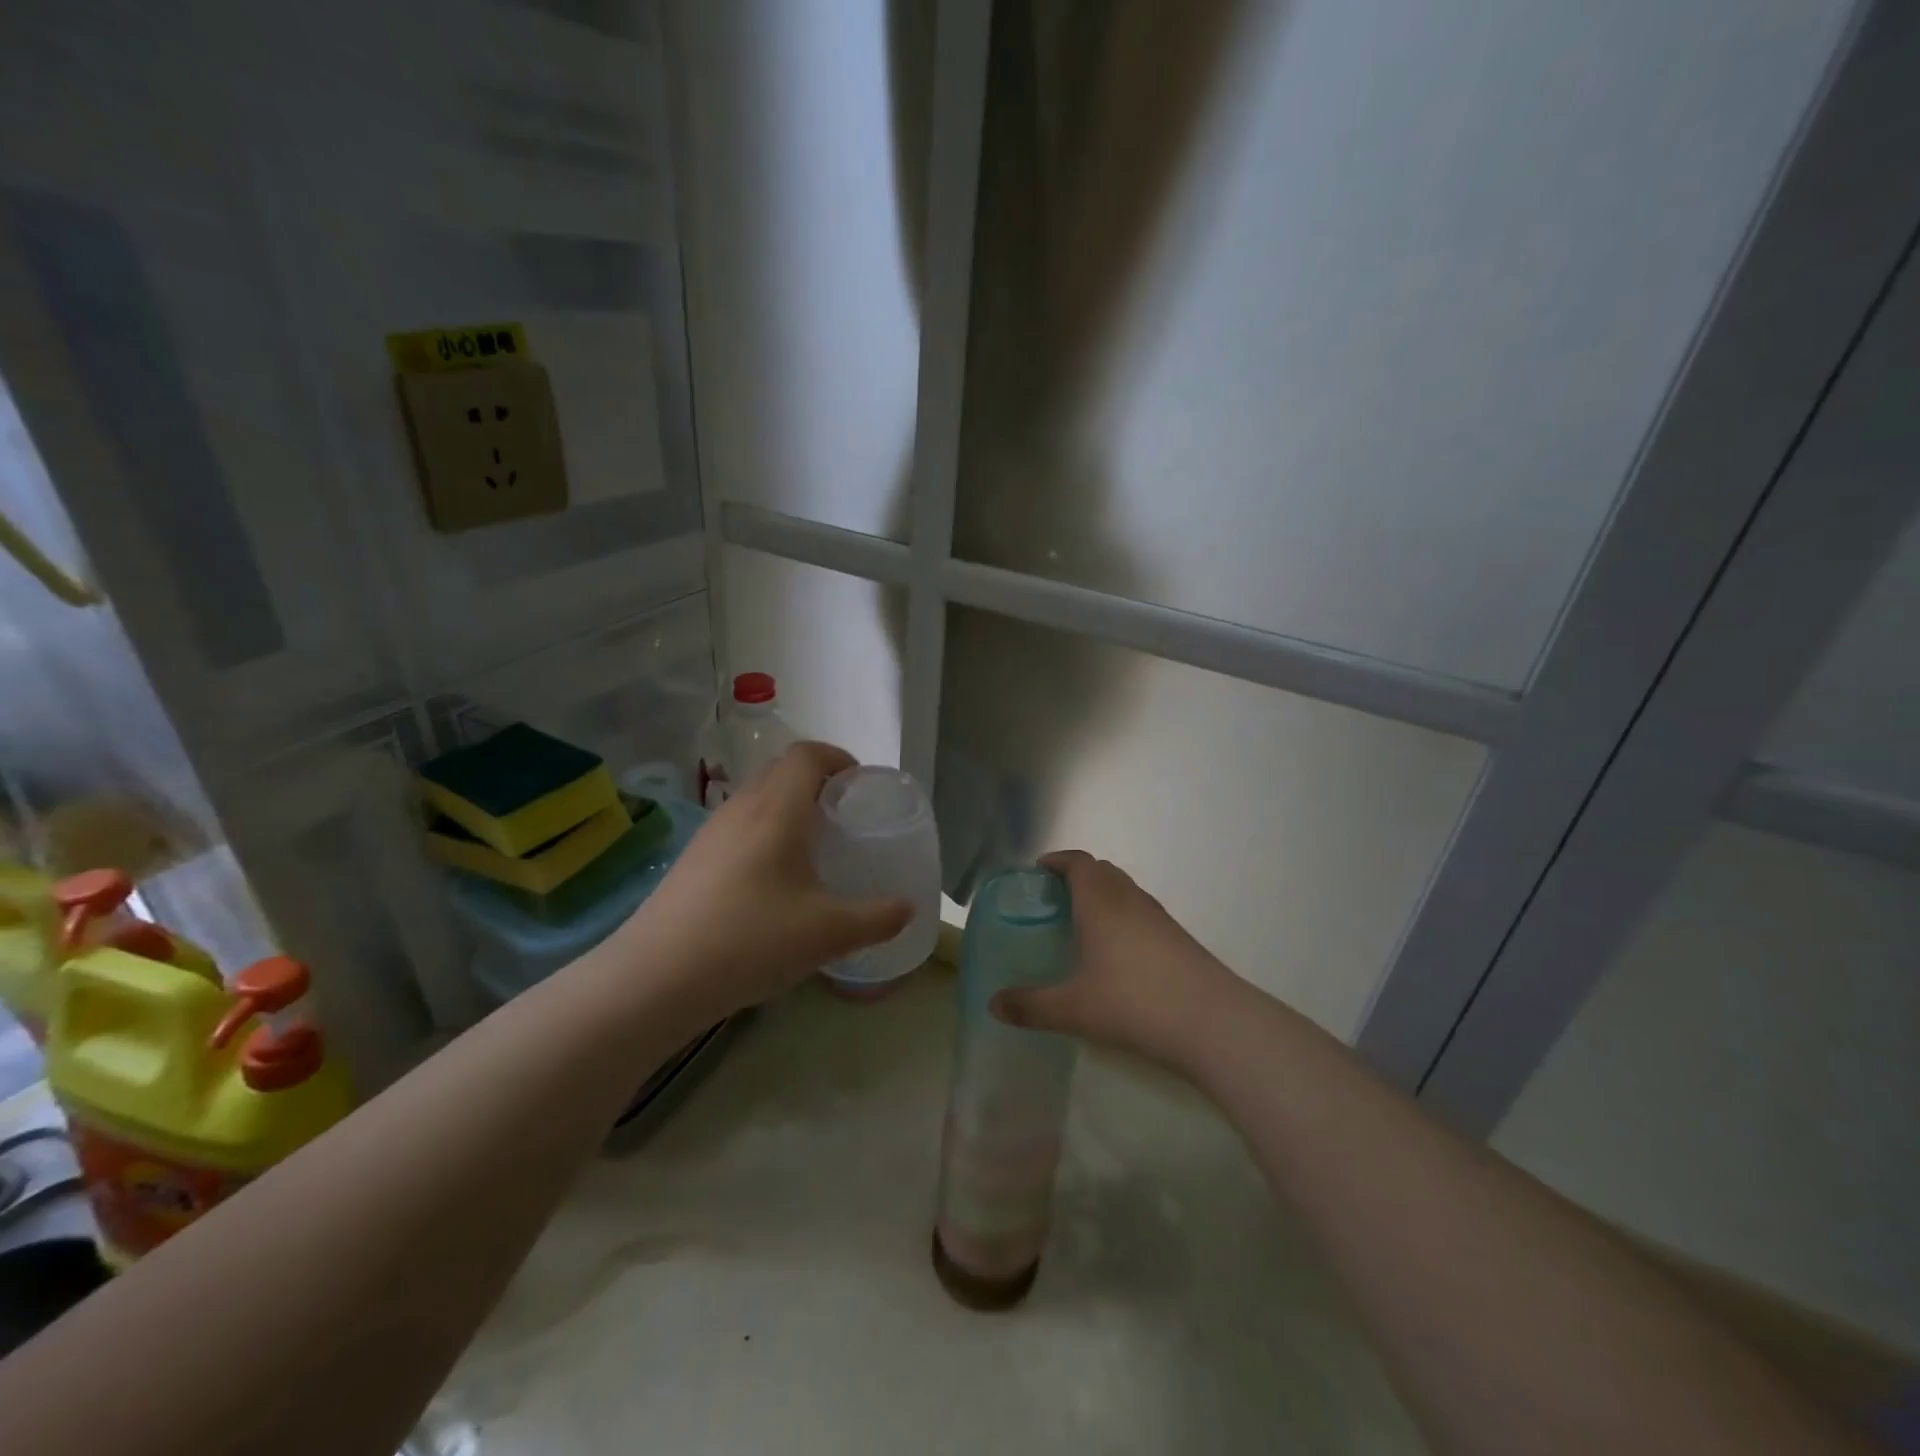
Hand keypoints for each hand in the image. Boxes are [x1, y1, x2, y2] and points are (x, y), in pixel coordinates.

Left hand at [623, 742, 912, 1015]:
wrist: (655, 977)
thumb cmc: (751, 940)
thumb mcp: (828, 933)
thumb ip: (876, 918)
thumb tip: (908, 909)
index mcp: (778, 809)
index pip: (808, 754)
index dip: (839, 758)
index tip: (861, 786)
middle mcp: (742, 808)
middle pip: (782, 770)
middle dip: (818, 782)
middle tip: (844, 817)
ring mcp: (711, 832)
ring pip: (758, 798)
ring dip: (789, 807)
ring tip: (812, 848)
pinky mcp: (693, 858)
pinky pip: (738, 826)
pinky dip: (764, 832)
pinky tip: (772, 881)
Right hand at [992, 849, 1241, 1070]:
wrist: (1212, 1021)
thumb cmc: (1134, 1002)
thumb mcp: (1073, 1009)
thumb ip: (1031, 1005)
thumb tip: (993, 1004)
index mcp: (1101, 902)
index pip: (1078, 862)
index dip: (1057, 861)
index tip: (1038, 871)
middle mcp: (1130, 899)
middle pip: (1102, 871)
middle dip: (1077, 876)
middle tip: (1054, 899)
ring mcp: (1159, 918)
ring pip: (1125, 891)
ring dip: (1103, 896)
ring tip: (1083, 925)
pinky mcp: (1179, 938)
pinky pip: (1142, 912)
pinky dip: (1123, 917)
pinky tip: (1117, 954)